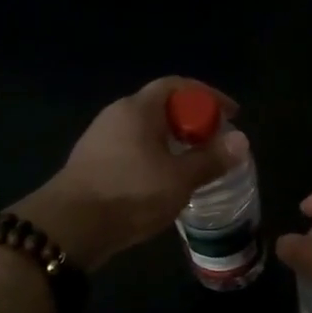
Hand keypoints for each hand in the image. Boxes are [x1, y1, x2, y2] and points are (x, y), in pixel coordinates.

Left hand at [11, 77, 247, 271]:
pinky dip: (153, 155)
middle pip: (161, 106)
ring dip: (172, 141)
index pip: (178, 85)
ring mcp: (100, 137)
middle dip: (192, 121)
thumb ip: (211, 159)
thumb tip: (241, 140)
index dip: (208, 95)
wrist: (70, 227)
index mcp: (138, 109)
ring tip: (193, 164)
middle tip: (214, 143)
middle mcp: (117, 114)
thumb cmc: (130, 194)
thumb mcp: (179, 179)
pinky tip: (162, 181)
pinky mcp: (91, 161)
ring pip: (145, 130)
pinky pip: (131, 147)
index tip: (232, 114)